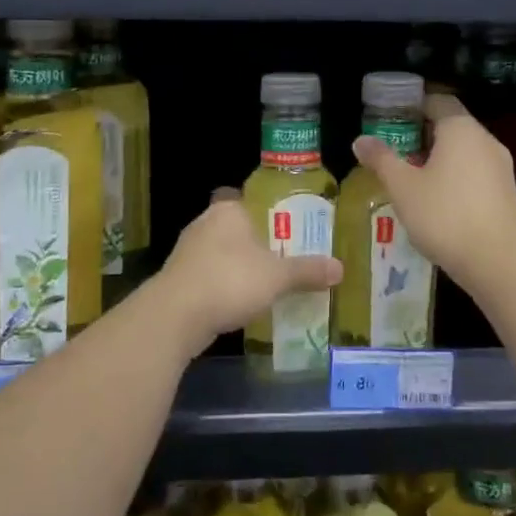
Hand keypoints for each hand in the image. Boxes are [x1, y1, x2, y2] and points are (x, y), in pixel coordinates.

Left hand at [148, 192, 341, 357]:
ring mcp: (189, 251)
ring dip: (241, 266)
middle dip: (258, 242)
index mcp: (228, 209)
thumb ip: (307, 271)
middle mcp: (205, 222)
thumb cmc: (230, 281)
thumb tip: (340, 268)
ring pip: (223, 252)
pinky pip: (211, 276)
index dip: (269, 210)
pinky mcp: (180, 279)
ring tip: (270, 282)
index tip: (289, 227)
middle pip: (238, 227)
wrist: (175, 316)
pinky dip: (226, 286)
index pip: (250, 199)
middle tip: (288, 256)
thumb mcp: (277, 277)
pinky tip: (242, 302)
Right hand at [351, 93, 515, 296]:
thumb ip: (381, 159)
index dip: (412, 106)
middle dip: (422, 134)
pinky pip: (475, 172)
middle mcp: (485, 140)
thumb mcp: (403, 187)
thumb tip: (360, 140)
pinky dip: (455, 176)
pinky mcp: (506, 192)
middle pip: (451, 125)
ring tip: (410, 177)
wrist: (497, 262)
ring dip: (438, 158)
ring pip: (464, 150)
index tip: (390, 119)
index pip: (437, 100)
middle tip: (394, 150)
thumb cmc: (444, 215)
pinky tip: (436, 200)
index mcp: (460, 129)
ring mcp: (500, 166)